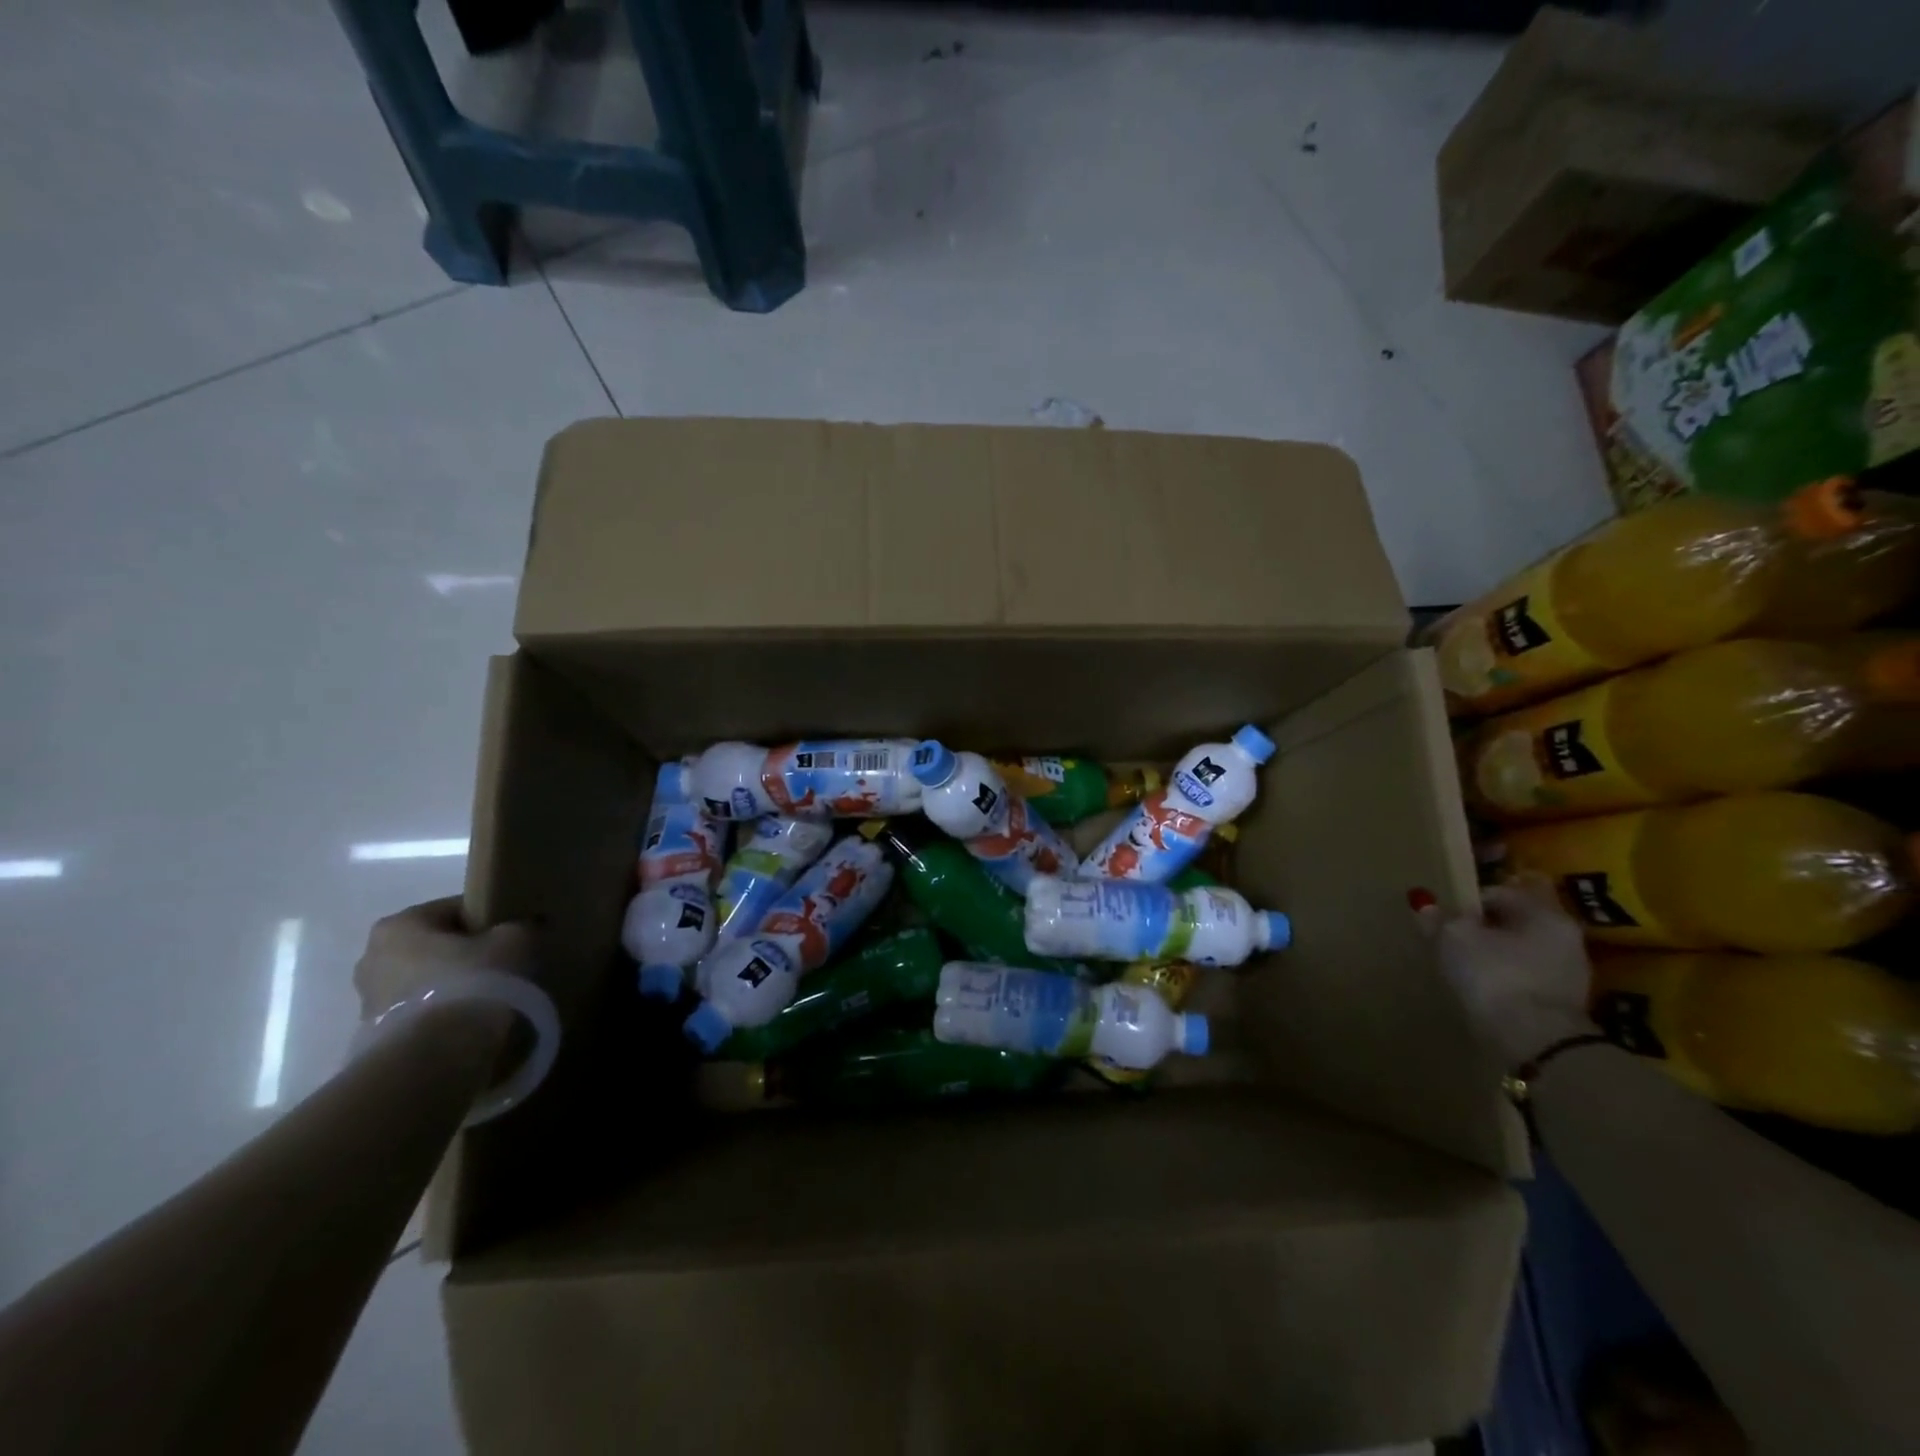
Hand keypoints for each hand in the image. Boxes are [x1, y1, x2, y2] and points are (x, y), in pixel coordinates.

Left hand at [353, 897, 536, 1022]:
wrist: (437, 1057)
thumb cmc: (472, 982)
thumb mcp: (514, 941)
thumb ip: (521, 926)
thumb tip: (528, 927)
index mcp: (398, 925)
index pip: (454, 910)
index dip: (489, 921)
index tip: (512, 937)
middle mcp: (371, 957)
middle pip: (434, 946)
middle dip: (464, 955)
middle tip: (502, 967)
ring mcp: (367, 1001)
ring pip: (425, 981)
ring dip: (452, 986)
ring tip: (489, 999)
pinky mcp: (375, 1037)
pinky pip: (420, 1013)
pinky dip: (442, 1014)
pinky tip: (470, 1023)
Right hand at [1417, 879, 1594, 1067]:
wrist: (1537, 1044)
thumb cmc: (1495, 976)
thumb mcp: (1454, 938)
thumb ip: (1440, 918)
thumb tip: (1426, 905)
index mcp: (1545, 913)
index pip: (1503, 891)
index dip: (1471, 899)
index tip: (1448, 914)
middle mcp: (1565, 937)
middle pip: (1519, 921)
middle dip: (1491, 926)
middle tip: (1457, 934)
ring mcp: (1570, 973)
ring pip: (1526, 950)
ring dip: (1501, 953)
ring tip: (1467, 963)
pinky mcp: (1564, 1004)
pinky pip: (1529, 977)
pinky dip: (1509, 977)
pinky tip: (1486, 986)